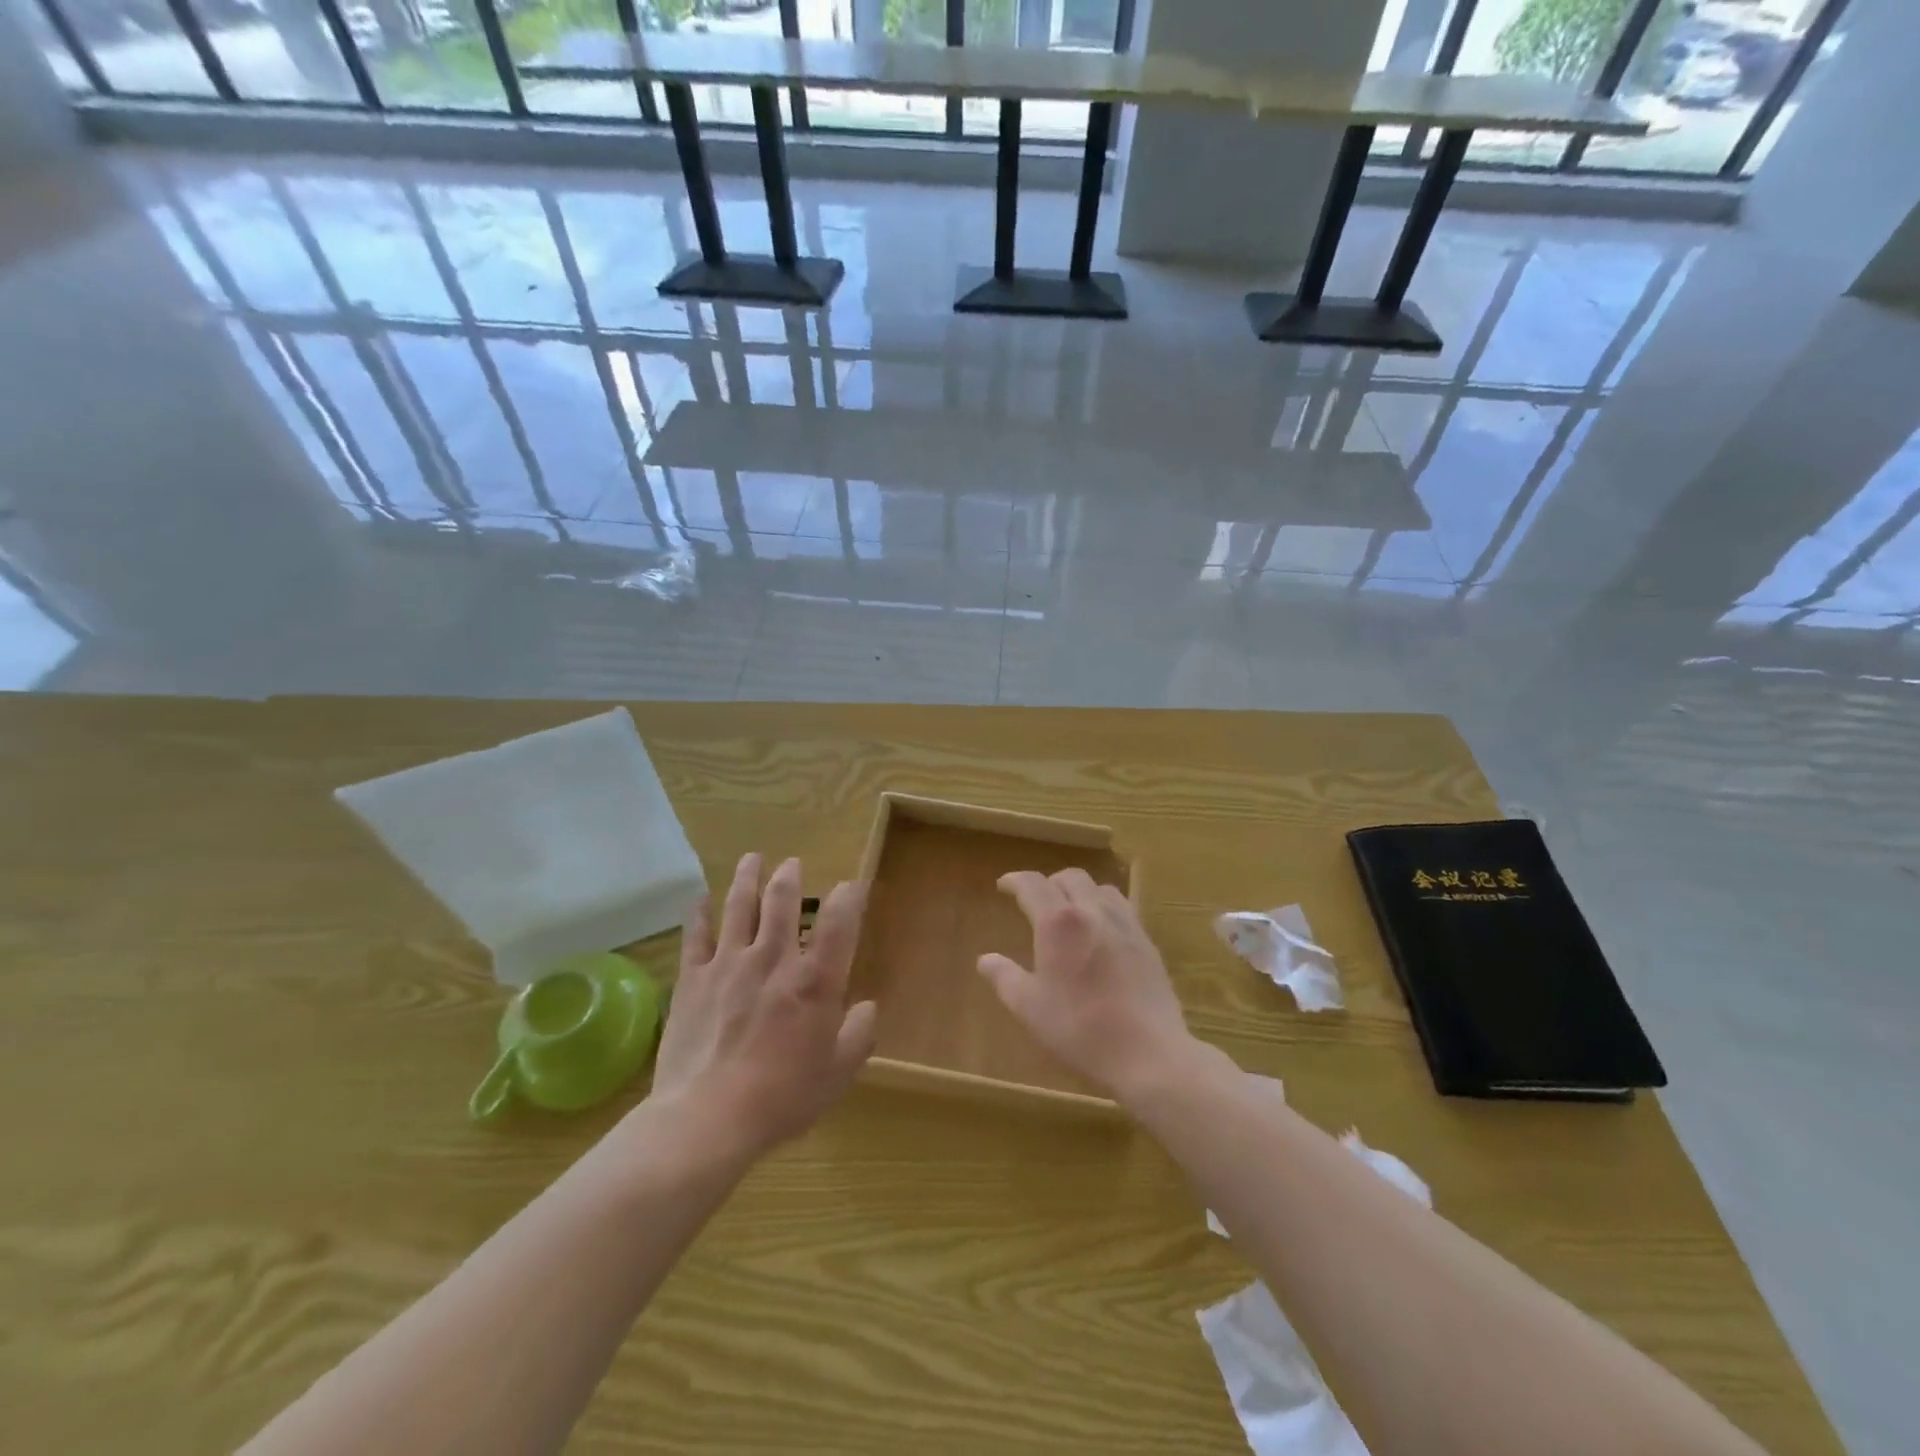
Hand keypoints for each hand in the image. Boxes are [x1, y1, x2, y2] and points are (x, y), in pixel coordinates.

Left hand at [649, 853, 877, 1156]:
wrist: (707, 1118)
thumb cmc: (782, 1097)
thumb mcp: (838, 1073)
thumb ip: (859, 1034)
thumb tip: (866, 1008)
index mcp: (815, 979)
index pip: (840, 921)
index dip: (850, 896)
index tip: (853, 885)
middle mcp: (774, 958)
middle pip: (782, 900)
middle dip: (790, 876)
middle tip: (792, 864)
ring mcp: (729, 963)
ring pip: (739, 905)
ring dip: (748, 877)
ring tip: (753, 858)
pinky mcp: (692, 978)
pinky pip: (695, 935)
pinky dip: (698, 913)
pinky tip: (700, 899)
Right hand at [977, 868, 1196, 1100]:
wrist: (1148, 1052)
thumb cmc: (1080, 1028)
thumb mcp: (1030, 1007)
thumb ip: (1005, 978)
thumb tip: (985, 960)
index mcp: (1059, 922)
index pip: (1033, 885)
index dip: (1015, 880)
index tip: (1003, 885)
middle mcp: (1093, 911)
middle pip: (1070, 878)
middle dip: (1049, 883)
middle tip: (1037, 902)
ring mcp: (1125, 924)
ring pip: (1100, 888)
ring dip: (1080, 892)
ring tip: (1071, 912)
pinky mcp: (1147, 942)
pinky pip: (1123, 908)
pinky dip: (1104, 908)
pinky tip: (1102, 934)